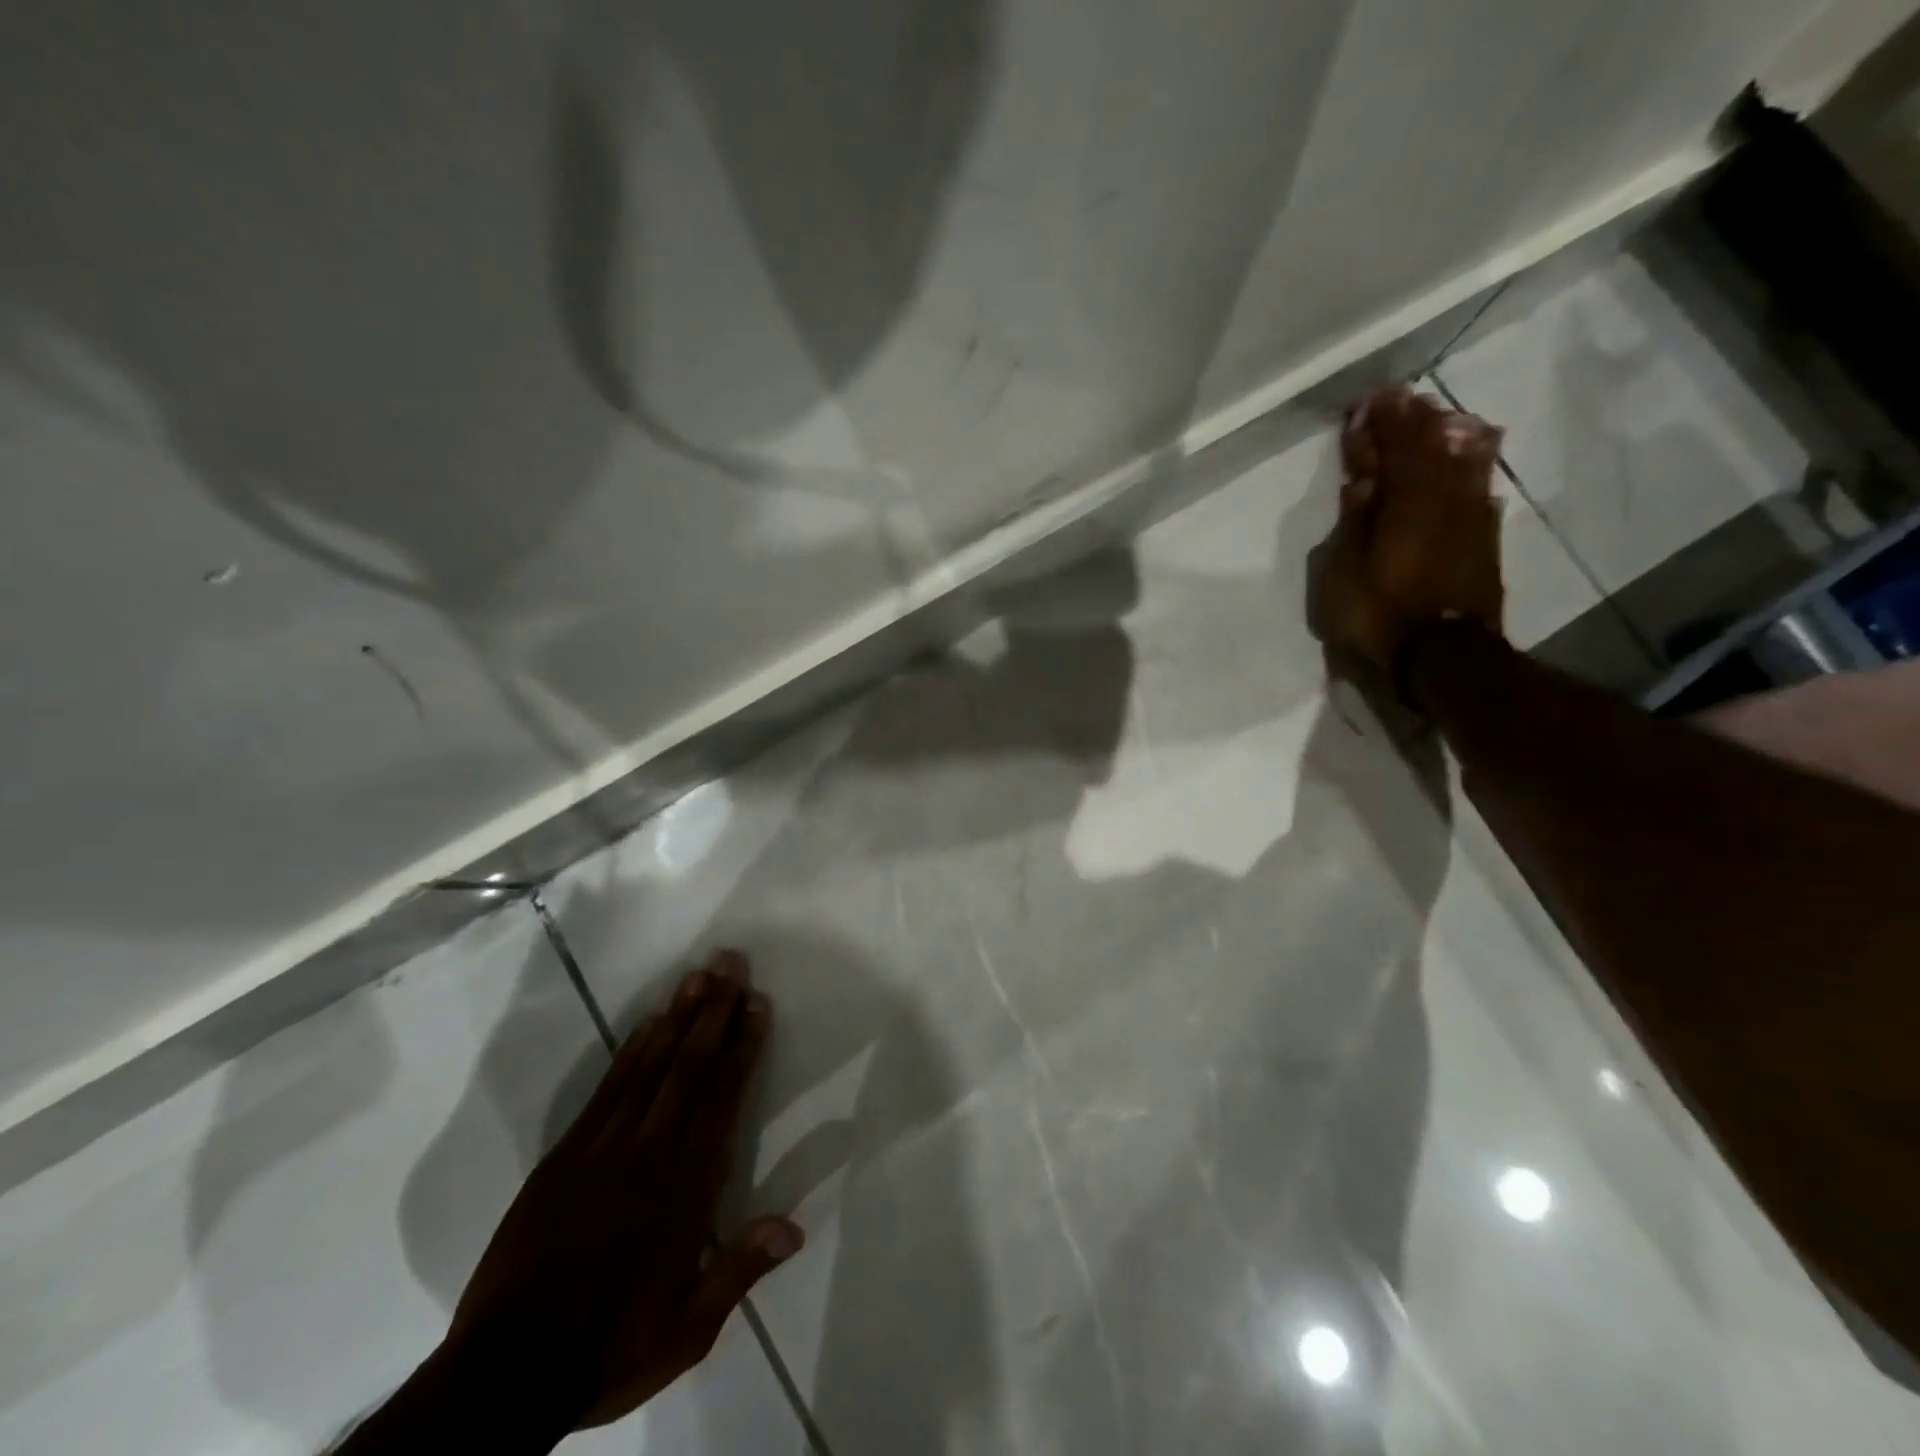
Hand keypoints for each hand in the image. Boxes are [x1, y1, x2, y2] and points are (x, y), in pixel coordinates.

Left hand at [445, 949, 802, 1430]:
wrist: (503, 1375)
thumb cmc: (609, 1347)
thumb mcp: (687, 1331)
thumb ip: (739, 1271)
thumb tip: (794, 1225)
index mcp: (685, 1189)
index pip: (721, 1099)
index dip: (741, 1047)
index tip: (756, 1003)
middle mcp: (649, 1154)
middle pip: (688, 1068)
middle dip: (714, 1011)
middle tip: (731, 963)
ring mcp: (603, 1149)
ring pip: (650, 1067)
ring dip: (677, 1017)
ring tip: (698, 976)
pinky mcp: (565, 1156)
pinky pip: (607, 1090)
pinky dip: (631, 1051)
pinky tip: (648, 1023)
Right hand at [1310, 386, 1506, 674]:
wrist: (1442, 659)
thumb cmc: (1378, 615)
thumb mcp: (1342, 574)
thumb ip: (1353, 524)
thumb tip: (1362, 484)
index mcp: (1404, 504)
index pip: (1393, 450)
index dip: (1380, 424)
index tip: (1369, 400)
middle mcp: (1442, 503)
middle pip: (1431, 451)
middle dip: (1415, 423)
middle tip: (1403, 399)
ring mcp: (1469, 523)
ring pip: (1461, 466)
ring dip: (1446, 440)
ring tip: (1439, 418)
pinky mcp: (1484, 546)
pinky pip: (1479, 494)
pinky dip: (1471, 474)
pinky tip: (1472, 463)